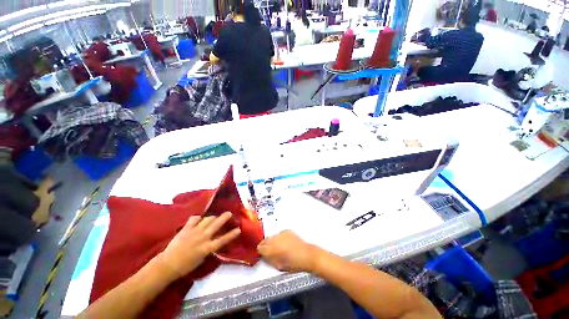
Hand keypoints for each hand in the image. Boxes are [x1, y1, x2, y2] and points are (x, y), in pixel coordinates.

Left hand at [159, 212, 240, 279]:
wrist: (168, 265)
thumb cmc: (186, 265)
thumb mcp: (202, 258)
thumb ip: (210, 247)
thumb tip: (216, 239)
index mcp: (207, 248)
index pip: (223, 240)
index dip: (232, 234)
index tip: (239, 229)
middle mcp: (203, 237)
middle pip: (217, 224)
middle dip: (225, 217)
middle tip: (229, 214)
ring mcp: (194, 231)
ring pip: (208, 219)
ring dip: (212, 218)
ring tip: (213, 218)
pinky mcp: (186, 228)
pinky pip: (194, 218)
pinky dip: (198, 218)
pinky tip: (199, 219)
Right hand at [257, 230, 320, 272]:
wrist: (307, 255)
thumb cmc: (294, 264)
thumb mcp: (278, 266)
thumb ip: (269, 259)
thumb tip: (264, 256)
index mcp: (273, 249)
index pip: (261, 247)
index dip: (260, 251)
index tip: (261, 253)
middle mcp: (276, 239)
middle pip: (265, 240)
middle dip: (265, 245)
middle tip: (268, 250)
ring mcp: (282, 234)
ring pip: (272, 236)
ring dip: (272, 241)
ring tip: (277, 246)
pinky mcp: (287, 230)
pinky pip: (279, 233)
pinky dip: (280, 237)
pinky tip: (283, 242)